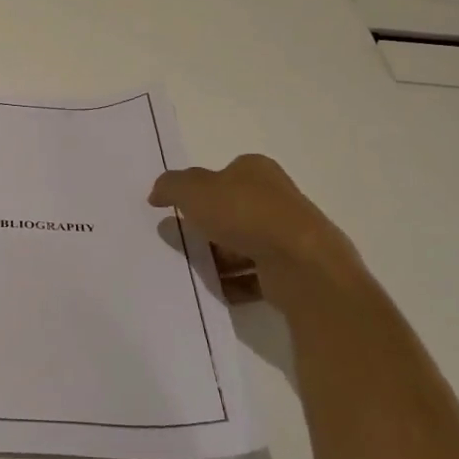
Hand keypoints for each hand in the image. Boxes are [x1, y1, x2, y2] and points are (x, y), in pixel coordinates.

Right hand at [149, 154, 363, 300]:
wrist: (300, 264)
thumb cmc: (245, 214)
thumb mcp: (193, 190)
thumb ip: (171, 186)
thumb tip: (157, 193)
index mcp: (256, 170)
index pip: (222, 174)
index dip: (198, 191)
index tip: (178, 210)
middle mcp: (276, 197)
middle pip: (231, 210)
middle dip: (206, 227)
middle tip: (182, 241)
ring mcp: (287, 234)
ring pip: (242, 244)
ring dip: (219, 257)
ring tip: (196, 270)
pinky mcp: (292, 267)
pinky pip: (255, 273)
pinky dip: (235, 282)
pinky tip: (218, 288)